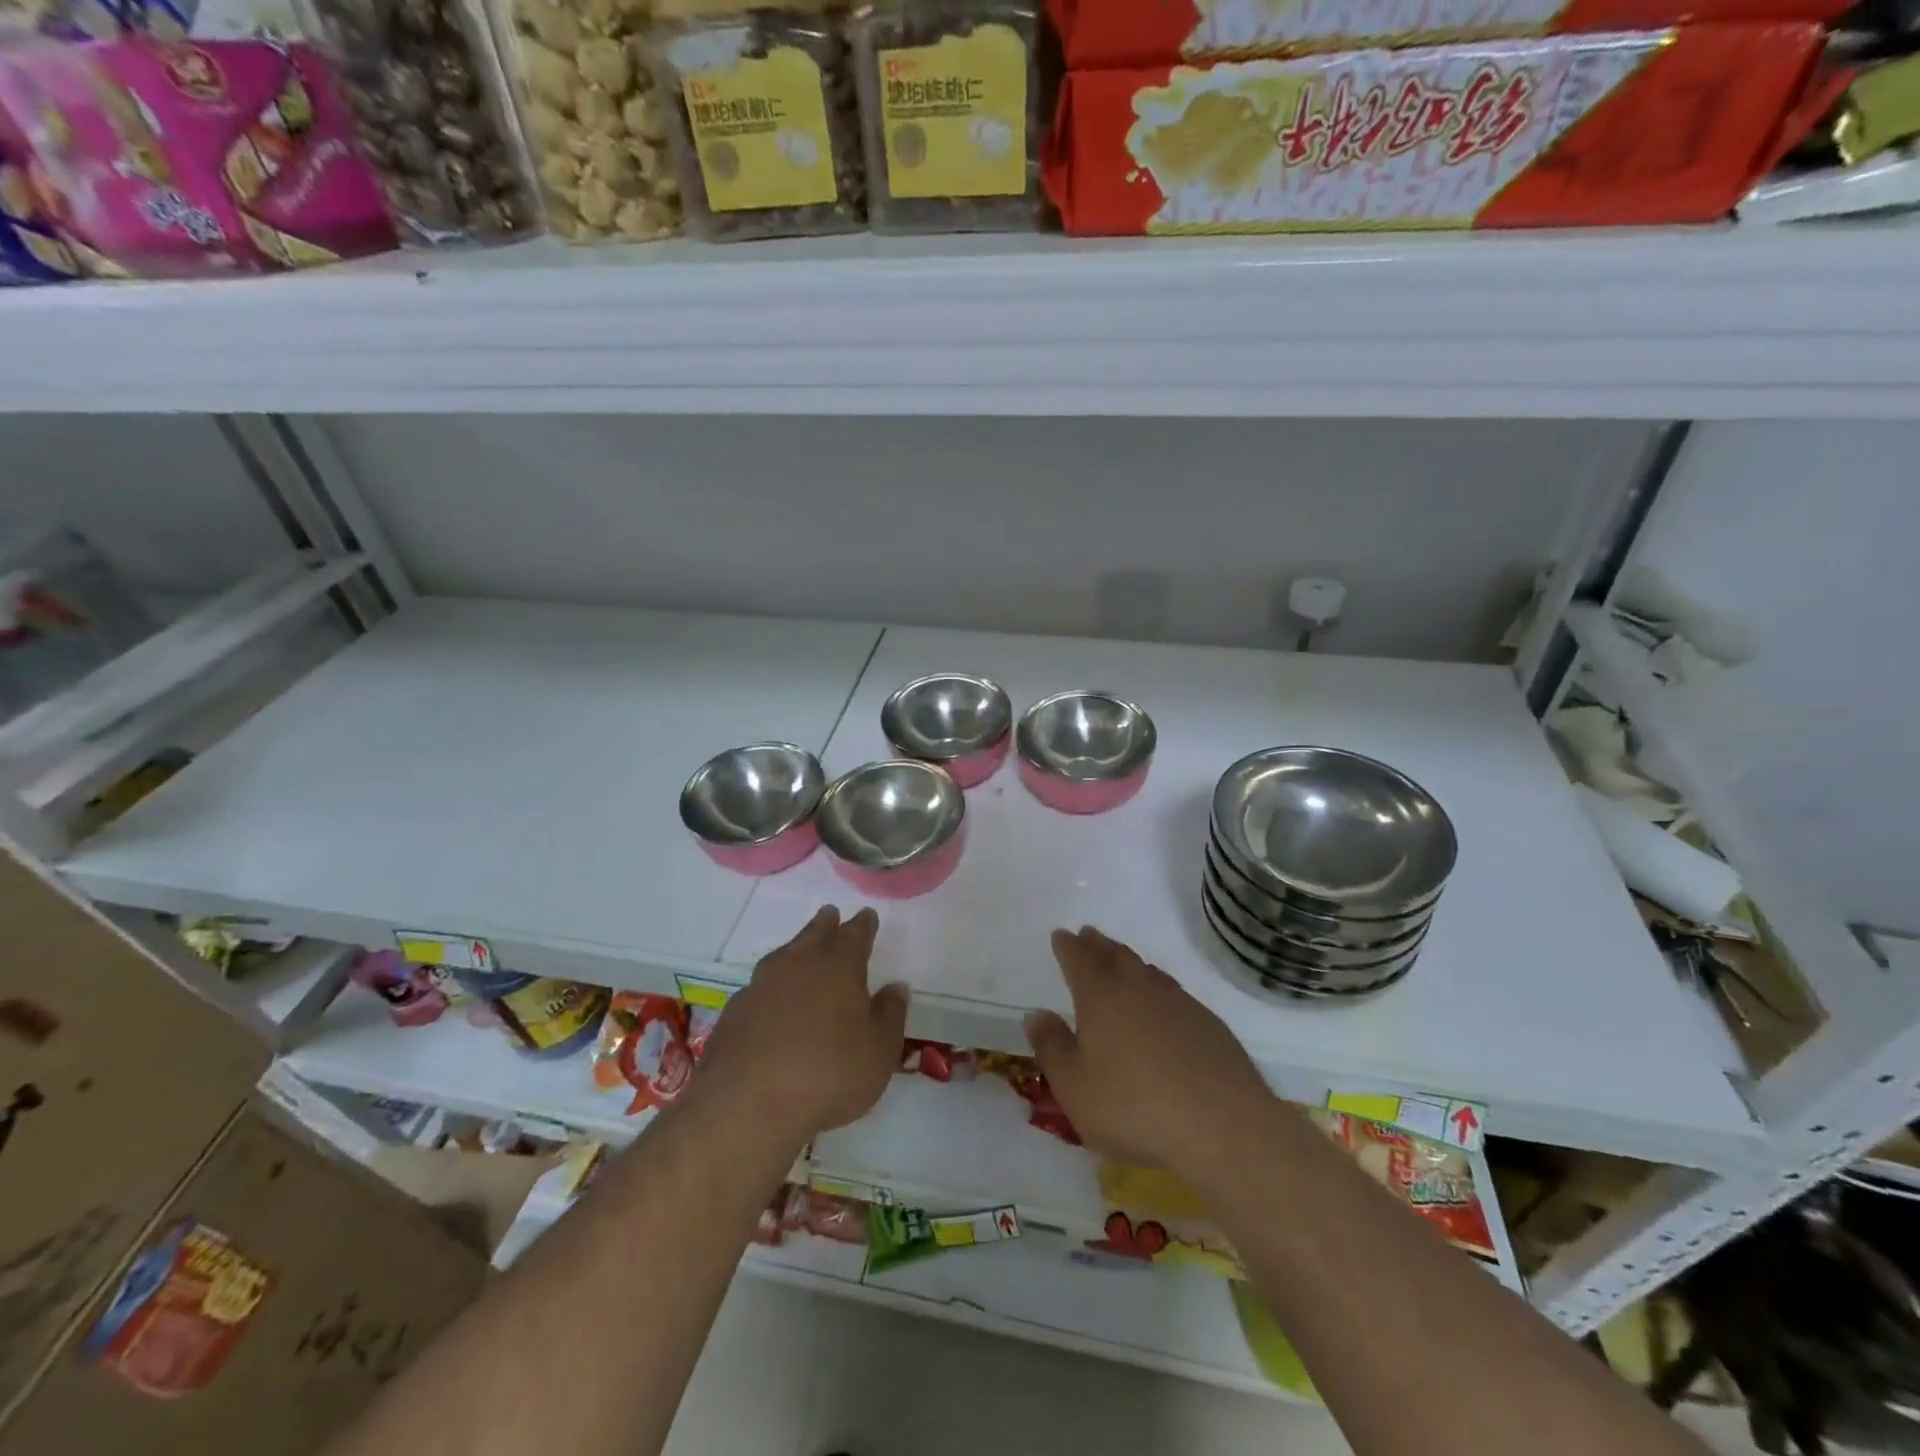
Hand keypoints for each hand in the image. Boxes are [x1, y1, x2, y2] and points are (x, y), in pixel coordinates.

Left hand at [695, 906, 907, 1146]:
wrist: (748, 1105)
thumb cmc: (829, 1074)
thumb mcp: (879, 1050)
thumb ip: (890, 1015)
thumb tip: (896, 987)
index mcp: (839, 967)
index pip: (855, 935)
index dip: (863, 925)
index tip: (867, 915)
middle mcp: (798, 965)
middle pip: (814, 935)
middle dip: (826, 924)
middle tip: (830, 913)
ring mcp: (761, 986)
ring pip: (783, 956)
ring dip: (795, 948)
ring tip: (800, 949)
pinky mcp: (734, 1012)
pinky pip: (759, 986)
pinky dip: (770, 985)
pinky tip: (771, 999)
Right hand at [1024, 926, 1273, 1180]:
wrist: (1223, 1127)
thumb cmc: (1135, 1108)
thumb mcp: (1075, 1087)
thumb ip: (1052, 1047)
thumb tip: (1037, 1014)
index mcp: (1101, 997)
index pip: (1079, 959)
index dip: (1067, 946)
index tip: (1061, 935)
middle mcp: (1139, 988)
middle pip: (1114, 955)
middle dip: (1098, 944)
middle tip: (1088, 935)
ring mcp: (1178, 1002)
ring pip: (1146, 970)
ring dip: (1128, 960)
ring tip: (1120, 959)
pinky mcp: (1208, 1023)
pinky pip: (1172, 991)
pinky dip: (1157, 986)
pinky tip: (1160, 1002)